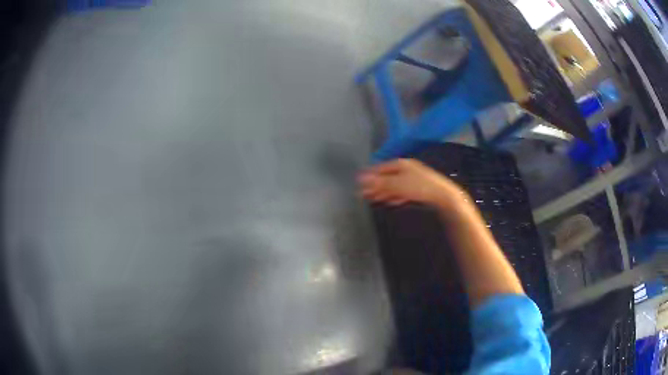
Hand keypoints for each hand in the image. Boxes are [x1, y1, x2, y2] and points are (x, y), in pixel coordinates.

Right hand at [358, 159, 467, 206]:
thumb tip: (361, 178)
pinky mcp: (418, 187)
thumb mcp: (397, 184)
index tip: (358, 185)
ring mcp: (413, 177)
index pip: (379, 168)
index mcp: (400, 164)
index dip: (369, 177)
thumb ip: (379, 182)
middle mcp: (405, 168)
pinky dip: (395, 195)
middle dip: (375, 186)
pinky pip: (402, 190)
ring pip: (394, 184)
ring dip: (384, 192)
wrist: (443, 195)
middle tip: (364, 195)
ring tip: (374, 199)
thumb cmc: (418, 187)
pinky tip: (391, 201)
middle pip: (386, 176)